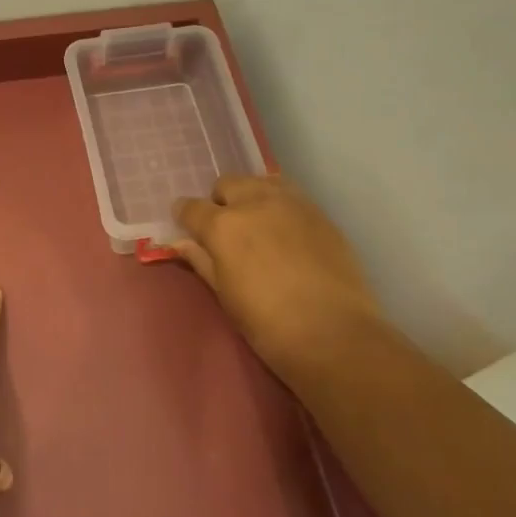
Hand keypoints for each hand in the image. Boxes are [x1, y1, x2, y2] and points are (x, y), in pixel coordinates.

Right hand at [171, 174, 382, 391]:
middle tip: (226, 230)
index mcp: (223, 226)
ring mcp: (292, 204)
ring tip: (257, 225)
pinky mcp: (320, 213)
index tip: (187, 227)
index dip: (184, 216)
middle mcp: (255, 203)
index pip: (191, 207)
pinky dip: (280, 206)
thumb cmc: (267, 323)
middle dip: (220, 201)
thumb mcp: (225, 294)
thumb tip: (181, 243)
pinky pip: (291, 196)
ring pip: (261, 182)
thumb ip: (202, 261)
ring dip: (251, 197)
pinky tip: (286, 234)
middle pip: (227, 184)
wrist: (334, 334)